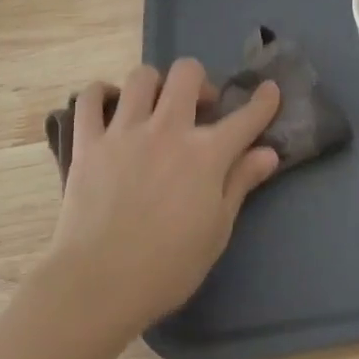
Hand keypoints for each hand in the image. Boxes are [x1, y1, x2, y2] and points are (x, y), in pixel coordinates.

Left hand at [43, 60, 280, 336]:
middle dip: (200, 81)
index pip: (246, 117)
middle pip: (187, 74)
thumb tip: (268, 153)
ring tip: (154, 106)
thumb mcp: (217, 230)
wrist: (99, 284)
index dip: (264, 101)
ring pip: (141, 77)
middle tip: (199, 106)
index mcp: (206, 154)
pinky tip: (109, 107)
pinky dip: (100, 95)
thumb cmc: (168, 267)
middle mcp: (168, 130)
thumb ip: (240, 183)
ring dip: (154, 84)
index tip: (269, 90)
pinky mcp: (88, 143)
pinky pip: (90, 100)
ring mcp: (124, 132)